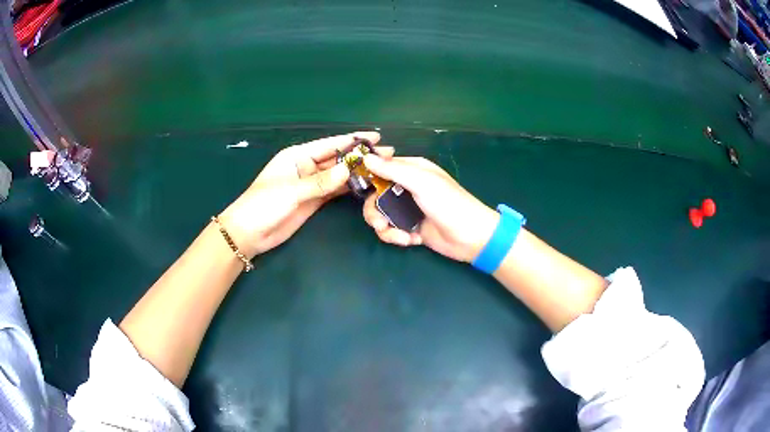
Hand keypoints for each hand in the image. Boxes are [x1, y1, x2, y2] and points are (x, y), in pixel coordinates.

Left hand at [219, 132, 392, 257]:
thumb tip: (347, 171)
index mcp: (297, 155)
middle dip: (360, 156)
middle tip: (387, 154)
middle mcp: (306, 166)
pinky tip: (365, 185)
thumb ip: (320, 182)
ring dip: (357, 172)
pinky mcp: (313, 200)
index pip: (330, 144)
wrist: (249, 233)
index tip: (375, 137)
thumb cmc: (263, 205)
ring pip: (338, 175)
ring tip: (382, 169)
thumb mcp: (291, 191)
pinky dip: (349, 188)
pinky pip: (335, 190)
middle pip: (337, 158)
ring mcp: (311, 184)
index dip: (353, 140)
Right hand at [361, 155, 499, 262]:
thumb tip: (365, 159)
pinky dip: (397, 237)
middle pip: (375, 195)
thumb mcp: (422, 182)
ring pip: (380, 215)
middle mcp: (407, 187)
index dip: (368, 177)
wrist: (471, 237)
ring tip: (402, 238)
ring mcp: (408, 208)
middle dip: (374, 211)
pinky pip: (391, 230)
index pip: (381, 167)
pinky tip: (412, 240)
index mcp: (412, 170)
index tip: (359, 189)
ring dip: (386, 229)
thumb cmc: (449, 204)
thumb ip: (393, 170)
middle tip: (380, 224)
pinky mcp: (410, 227)